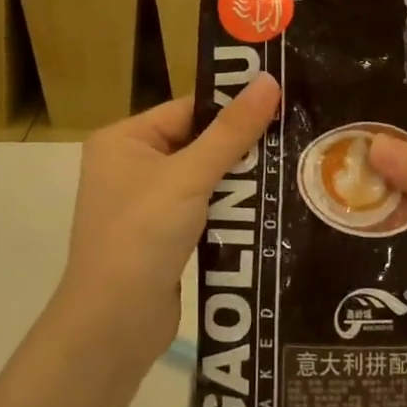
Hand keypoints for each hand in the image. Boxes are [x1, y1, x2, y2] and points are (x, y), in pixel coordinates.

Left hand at [59, 74, 281, 361]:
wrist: (112, 327)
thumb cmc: (142, 236)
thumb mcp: (189, 177)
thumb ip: (232, 131)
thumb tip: (268, 80)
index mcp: (123, 139)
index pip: (188, 109)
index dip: (233, 107)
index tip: (281, 103)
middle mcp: (130, 165)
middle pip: (198, 142)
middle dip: (241, 146)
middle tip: (294, 136)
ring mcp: (145, 203)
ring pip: (204, 177)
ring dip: (240, 178)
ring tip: (291, 168)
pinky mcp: (162, 236)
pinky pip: (203, 208)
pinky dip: (230, 207)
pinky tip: (268, 205)